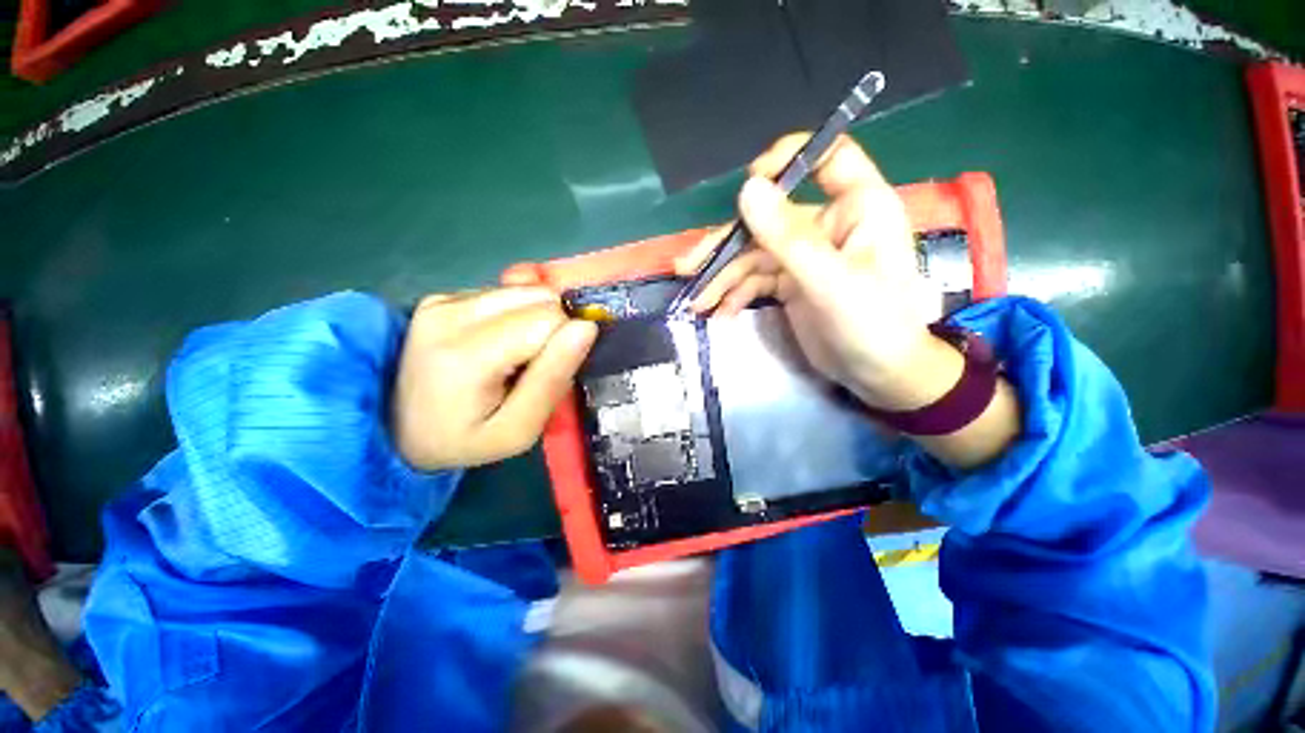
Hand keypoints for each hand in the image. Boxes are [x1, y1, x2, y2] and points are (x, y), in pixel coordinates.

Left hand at [392, 287, 596, 470]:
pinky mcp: (442, 296)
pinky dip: (516, 314)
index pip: (550, 319)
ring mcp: (443, 300)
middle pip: (539, 298)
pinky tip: (498, 341)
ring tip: (515, 353)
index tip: (548, 373)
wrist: (399, 429)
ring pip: (526, 290)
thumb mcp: (519, 429)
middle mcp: (450, 314)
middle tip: (532, 365)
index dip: (564, 345)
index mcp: (467, 355)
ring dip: (535, 320)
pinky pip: (506, 292)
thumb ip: (553, 379)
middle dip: (552, 329)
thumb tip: (586, 328)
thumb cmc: (466, 439)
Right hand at [674, 134, 942, 409]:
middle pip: (769, 218)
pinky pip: (756, 281)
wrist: (878, 376)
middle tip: (688, 266)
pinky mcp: (792, 284)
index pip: (827, 157)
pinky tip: (719, 313)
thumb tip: (747, 189)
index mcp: (857, 207)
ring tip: (696, 302)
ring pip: (754, 255)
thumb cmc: (872, 324)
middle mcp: (828, 224)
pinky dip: (736, 296)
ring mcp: (806, 256)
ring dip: (723, 278)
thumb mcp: (830, 281)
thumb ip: (789, 238)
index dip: (788, 160)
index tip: (748, 184)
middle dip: (726, 244)